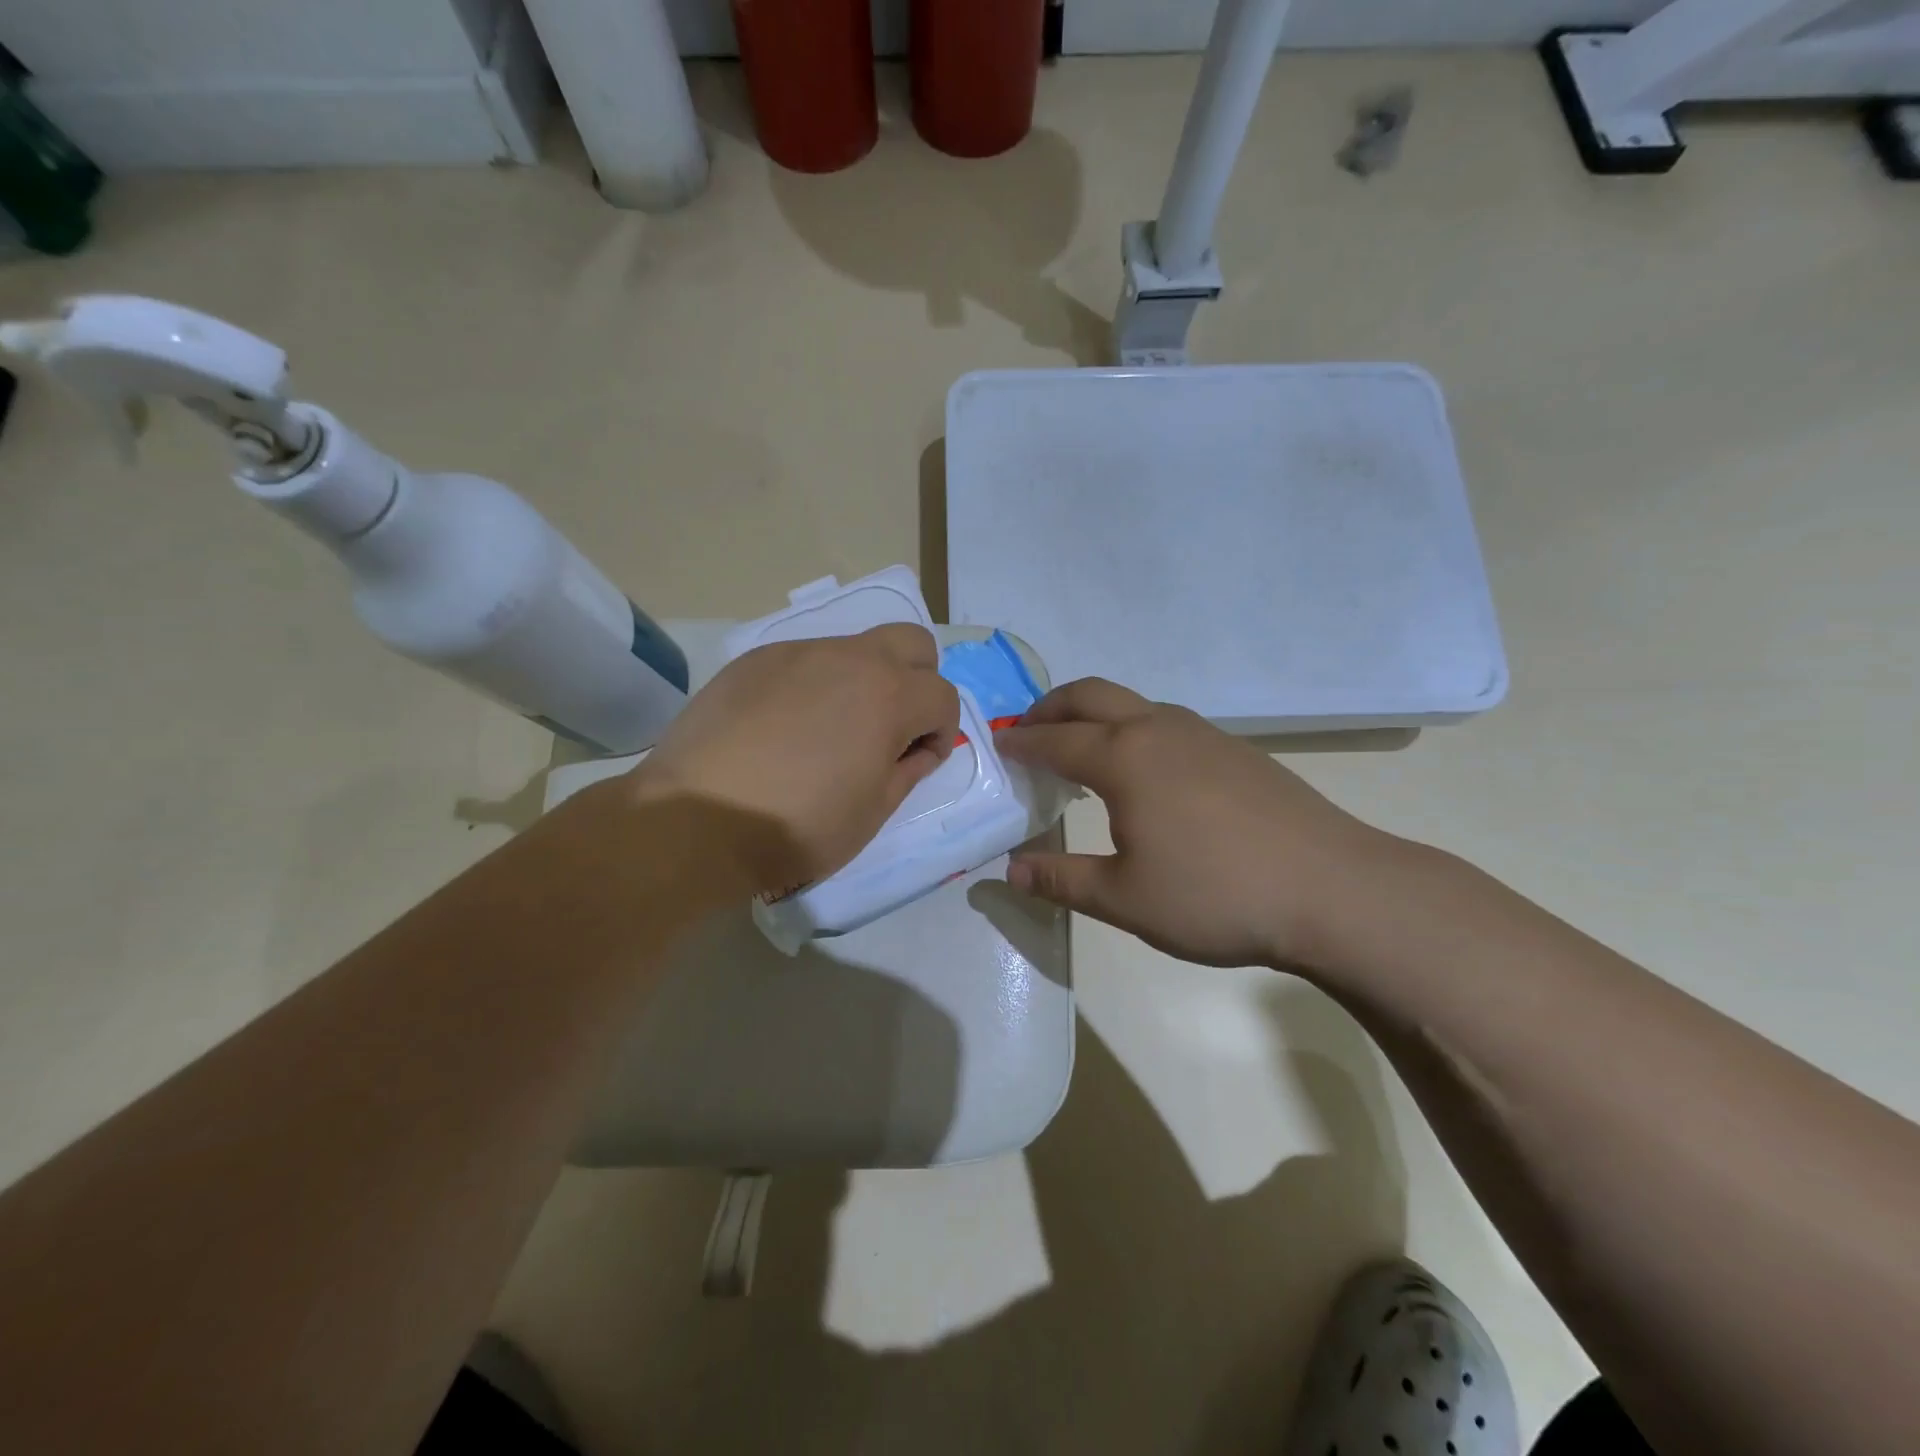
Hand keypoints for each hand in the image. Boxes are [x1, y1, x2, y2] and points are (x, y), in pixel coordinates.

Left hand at [630, 625, 959, 897]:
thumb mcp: (872, 812)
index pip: (943, 695)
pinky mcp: (754, 661)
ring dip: (863, 680)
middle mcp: (849, 658)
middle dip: (918, 680)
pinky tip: (782, 728)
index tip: (917, 761)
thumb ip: (908, 770)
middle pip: (912, 642)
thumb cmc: (797, 826)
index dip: (941, 731)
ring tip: (829, 730)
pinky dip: (813, 685)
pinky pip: (803, 660)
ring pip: (854, 648)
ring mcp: (797, 653)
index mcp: (889, 695)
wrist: (695, 819)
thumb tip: (918, 748)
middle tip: (892, 726)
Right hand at [996, 678, 1394, 970]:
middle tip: (1028, 730)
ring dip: (1096, 714)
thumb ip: (1061, 880)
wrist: (1333, 890)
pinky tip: (1145, 771)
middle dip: (1052, 707)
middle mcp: (1159, 730)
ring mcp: (1204, 735)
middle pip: (1092, 696)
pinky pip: (1167, 723)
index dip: (1021, 743)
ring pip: (1134, 704)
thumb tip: (1009, 869)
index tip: (998, 746)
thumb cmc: (1215, 894)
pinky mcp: (1237, 751)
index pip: (1056, 740)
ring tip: (1081, 748)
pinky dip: (1134, 729)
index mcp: (1125, 758)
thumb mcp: (1124, 899)